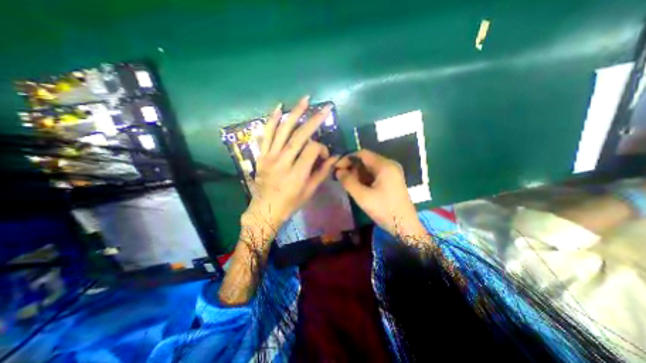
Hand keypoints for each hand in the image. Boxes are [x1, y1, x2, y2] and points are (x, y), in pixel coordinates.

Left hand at [242, 94, 339, 233]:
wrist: (265, 210)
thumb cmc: (290, 203)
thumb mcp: (309, 191)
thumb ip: (322, 172)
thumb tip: (335, 157)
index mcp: (297, 173)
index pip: (312, 150)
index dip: (322, 147)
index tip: (325, 154)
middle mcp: (283, 162)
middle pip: (299, 136)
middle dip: (314, 120)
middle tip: (325, 108)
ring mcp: (270, 157)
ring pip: (283, 131)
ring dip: (294, 113)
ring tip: (304, 100)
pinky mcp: (262, 155)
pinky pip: (266, 135)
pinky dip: (271, 120)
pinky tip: (278, 108)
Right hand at [335, 149, 426, 237]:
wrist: (405, 226)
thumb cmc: (384, 210)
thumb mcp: (363, 196)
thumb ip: (348, 181)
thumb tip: (338, 171)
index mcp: (385, 165)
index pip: (362, 154)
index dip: (347, 158)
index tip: (337, 167)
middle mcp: (390, 165)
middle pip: (367, 160)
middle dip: (352, 167)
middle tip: (340, 177)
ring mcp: (392, 173)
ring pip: (370, 168)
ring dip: (357, 173)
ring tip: (347, 183)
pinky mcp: (392, 181)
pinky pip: (375, 174)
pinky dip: (365, 178)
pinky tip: (357, 186)